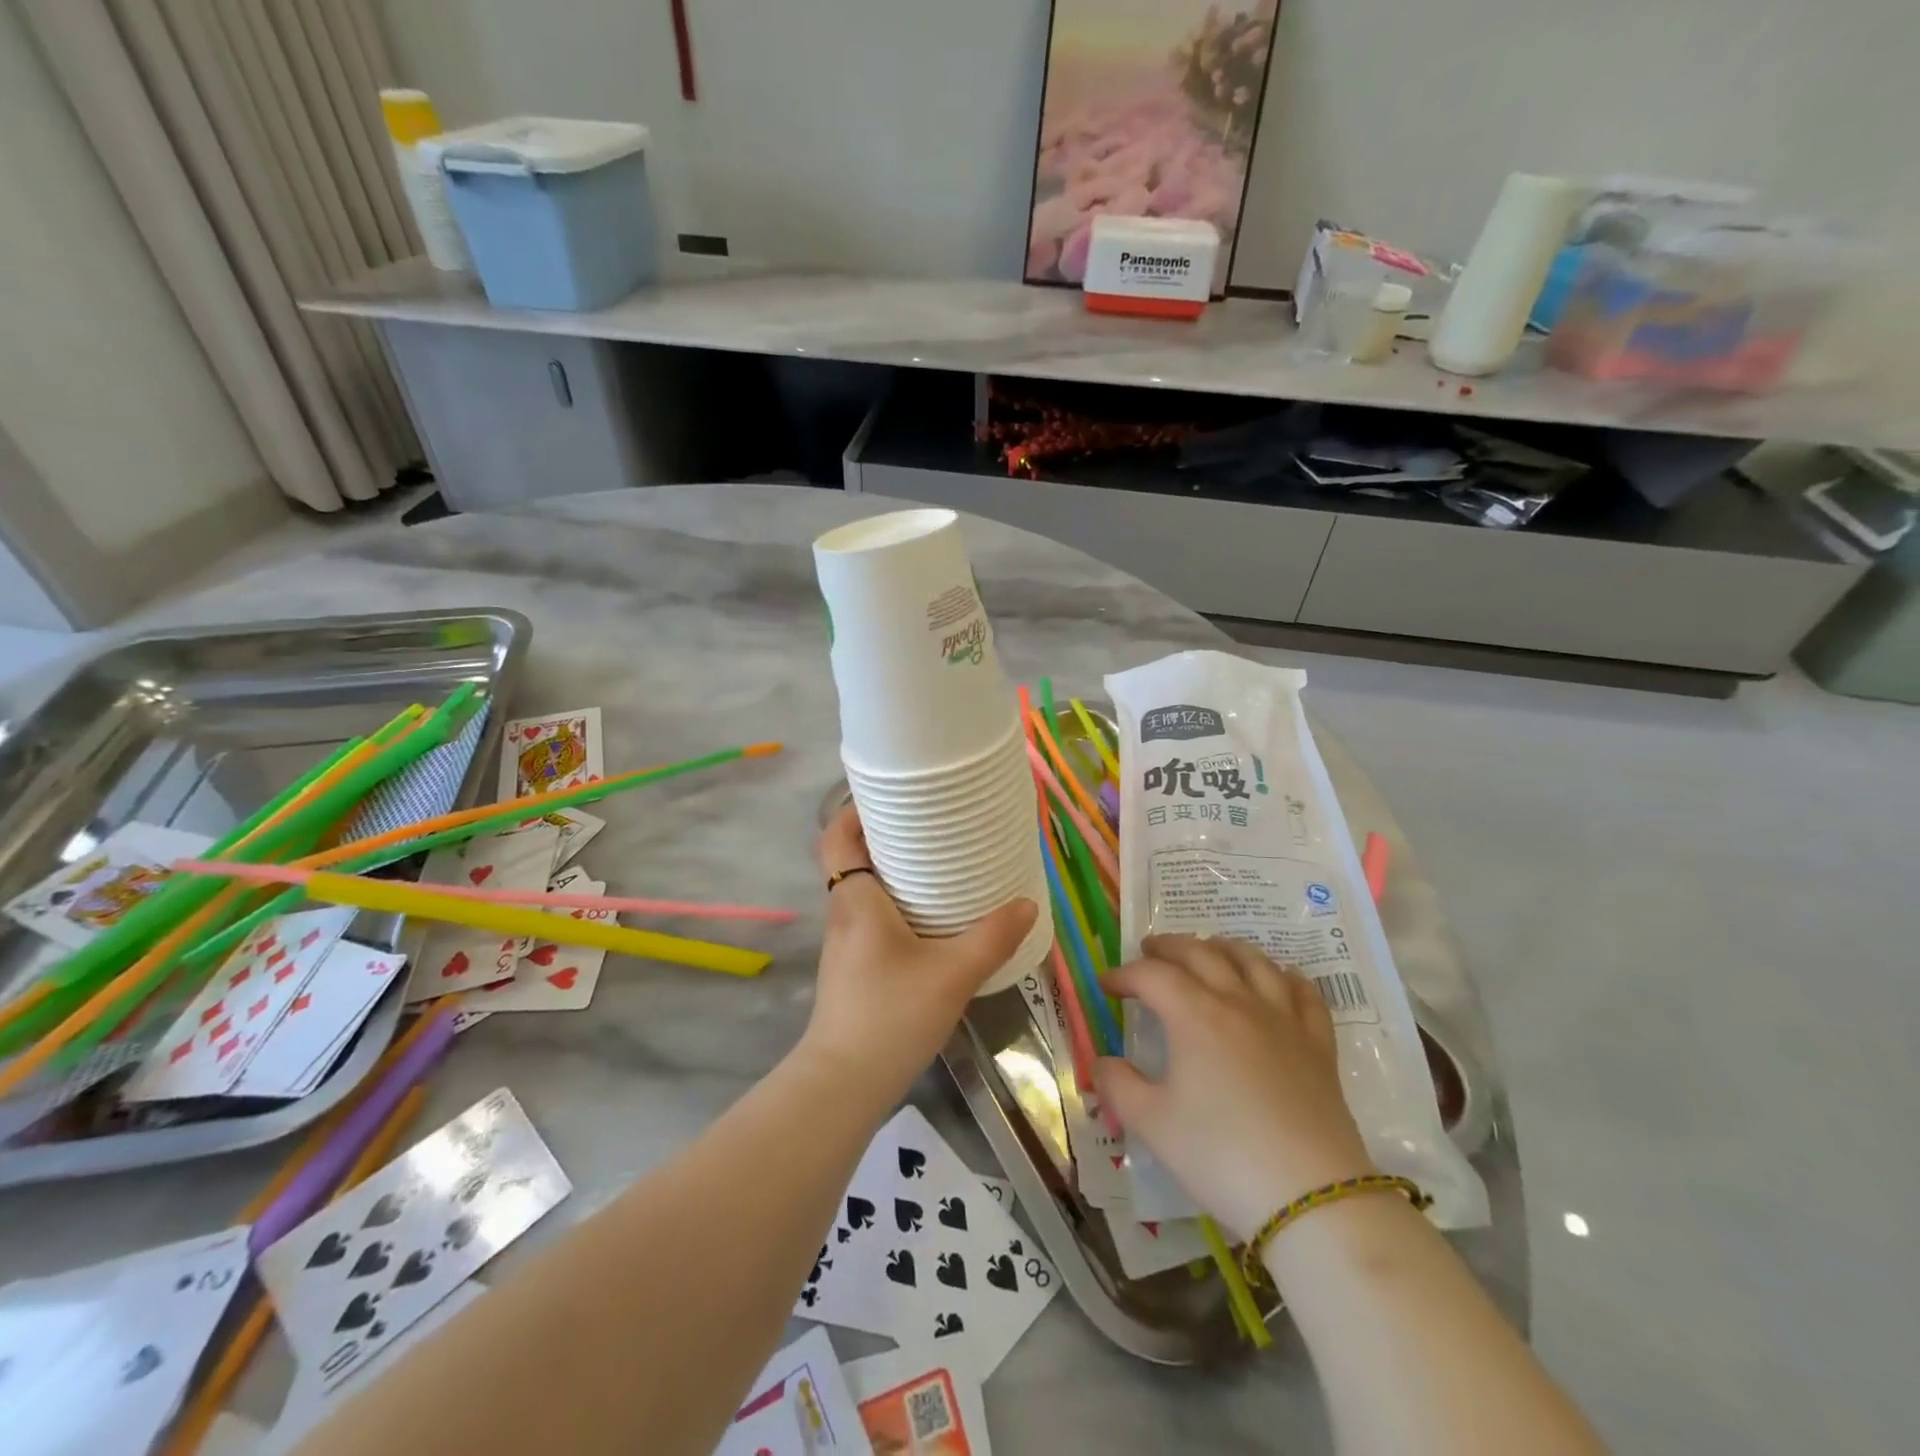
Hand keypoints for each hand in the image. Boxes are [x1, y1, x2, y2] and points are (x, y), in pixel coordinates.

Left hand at [800, 806, 1036, 1105]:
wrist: (844, 1084)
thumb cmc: (891, 1016)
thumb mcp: (952, 974)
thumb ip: (991, 937)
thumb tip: (1027, 904)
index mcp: (855, 900)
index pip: (835, 837)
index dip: (852, 810)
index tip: (889, 797)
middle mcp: (843, 914)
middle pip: (850, 858)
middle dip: (883, 836)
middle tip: (928, 825)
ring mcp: (844, 944)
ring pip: (860, 890)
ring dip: (888, 871)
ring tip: (935, 863)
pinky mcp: (852, 969)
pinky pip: (869, 918)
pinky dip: (892, 904)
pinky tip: (929, 919)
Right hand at [1093, 934, 1374, 1240]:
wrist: (1311, 1197)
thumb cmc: (1221, 1155)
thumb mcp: (1152, 1124)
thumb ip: (1118, 1086)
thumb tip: (1100, 1062)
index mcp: (1195, 1015)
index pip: (1151, 975)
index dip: (1124, 974)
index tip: (1106, 985)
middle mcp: (1239, 1002)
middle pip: (1200, 953)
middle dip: (1169, 947)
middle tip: (1149, 950)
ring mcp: (1283, 1019)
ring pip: (1253, 961)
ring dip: (1224, 947)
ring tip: (1208, 950)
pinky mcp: (1318, 1044)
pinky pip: (1304, 993)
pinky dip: (1286, 976)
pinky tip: (1279, 978)